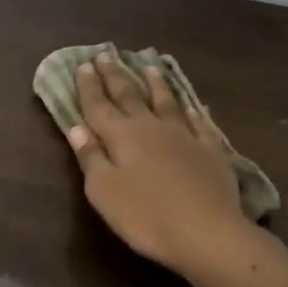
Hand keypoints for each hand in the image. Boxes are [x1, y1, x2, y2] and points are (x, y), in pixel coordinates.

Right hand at [67, 50, 256, 275]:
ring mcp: (185, 136)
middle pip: (130, 95)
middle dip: (115, 75)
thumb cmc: (146, 216)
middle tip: (106, 54)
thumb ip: (90, 157)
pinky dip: (193, 110)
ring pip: (166, 101)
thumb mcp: (104, 192)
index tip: (83, 64)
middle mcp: (152, 127)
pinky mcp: (210, 150)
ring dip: (155, 83)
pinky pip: (199, 122)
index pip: (98, 106)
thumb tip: (77, 127)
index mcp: (122, 136)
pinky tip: (192, 104)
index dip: (89, 86)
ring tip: (149, 65)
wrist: (207, 232)